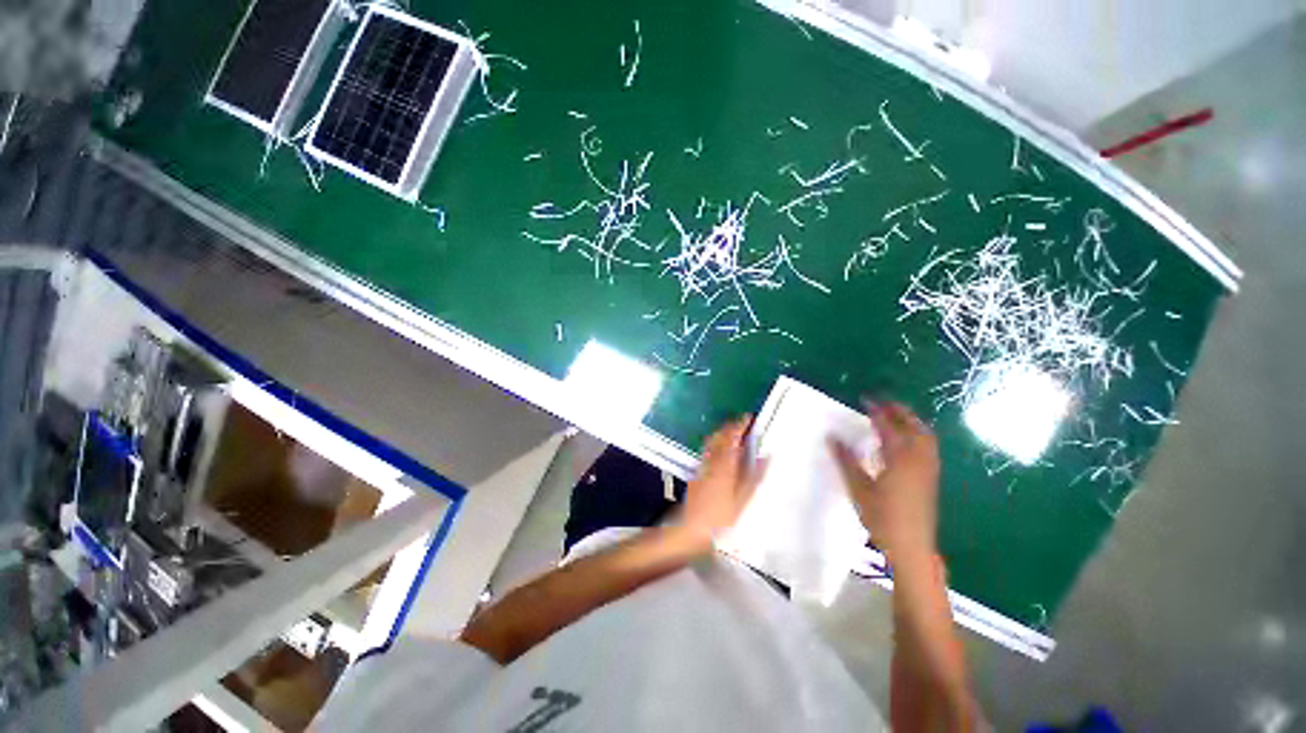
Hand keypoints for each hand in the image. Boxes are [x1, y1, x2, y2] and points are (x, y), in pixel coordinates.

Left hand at [679, 416, 768, 548]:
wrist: (689, 529)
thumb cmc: (720, 518)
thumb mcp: (742, 500)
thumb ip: (754, 476)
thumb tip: (765, 456)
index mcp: (725, 465)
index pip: (732, 437)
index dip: (740, 425)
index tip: (748, 417)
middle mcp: (711, 461)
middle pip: (719, 437)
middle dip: (730, 426)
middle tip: (742, 422)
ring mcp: (702, 467)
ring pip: (711, 443)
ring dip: (721, 433)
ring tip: (732, 432)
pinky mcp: (696, 474)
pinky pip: (707, 451)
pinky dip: (715, 444)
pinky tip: (719, 451)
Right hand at [829, 401, 939, 560]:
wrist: (912, 546)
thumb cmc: (882, 517)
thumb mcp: (858, 488)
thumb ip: (846, 460)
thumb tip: (831, 437)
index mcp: (899, 459)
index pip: (888, 427)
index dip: (877, 411)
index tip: (866, 400)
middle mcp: (918, 459)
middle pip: (914, 427)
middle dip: (900, 411)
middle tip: (883, 403)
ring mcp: (929, 469)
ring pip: (925, 436)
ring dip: (911, 422)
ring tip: (896, 416)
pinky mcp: (931, 478)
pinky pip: (928, 446)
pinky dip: (918, 434)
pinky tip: (907, 440)